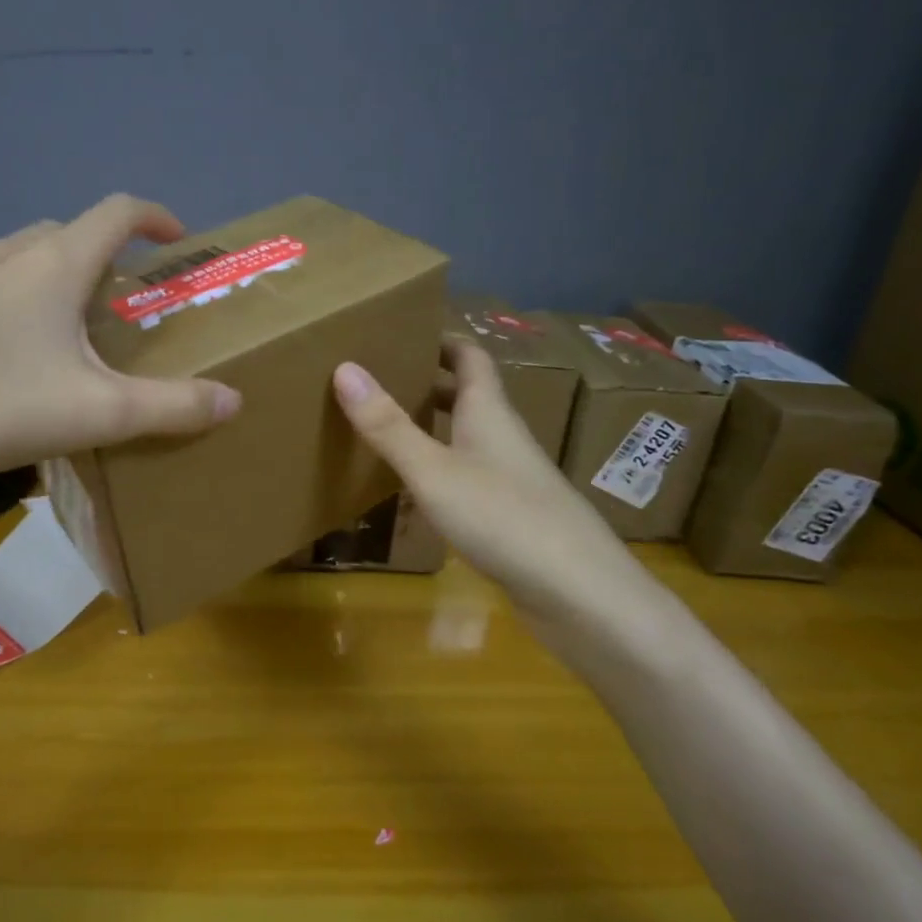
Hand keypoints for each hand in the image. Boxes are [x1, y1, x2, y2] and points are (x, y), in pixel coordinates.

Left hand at [0, 195, 241, 522]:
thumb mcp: (96, 413)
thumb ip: (171, 407)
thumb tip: (233, 400)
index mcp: (53, 265)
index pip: (117, 212)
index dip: (156, 217)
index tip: (178, 239)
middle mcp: (2, 257)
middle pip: (67, 235)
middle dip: (105, 257)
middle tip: (123, 303)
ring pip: (18, 261)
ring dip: (53, 279)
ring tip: (65, 330)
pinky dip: (7, 305)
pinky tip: (1, 358)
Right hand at [332, 343, 669, 633]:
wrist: (578, 592)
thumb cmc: (503, 517)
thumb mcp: (433, 470)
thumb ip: (388, 425)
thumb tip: (344, 367)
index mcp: (488, 412)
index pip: (469, 357)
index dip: (441, 339)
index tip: (404, 329)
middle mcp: (503, 436)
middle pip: (468, 394)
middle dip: (429, 380)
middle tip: (381, 376)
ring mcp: (512, 477)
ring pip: (468, 436)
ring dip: (434, 424)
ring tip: (387, 424)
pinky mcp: (512, 514)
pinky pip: (469, 474)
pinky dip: (441, 466)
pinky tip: (417, 486)